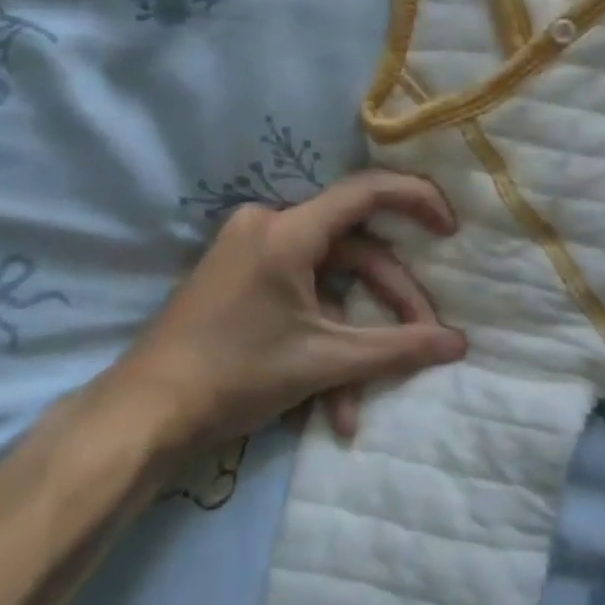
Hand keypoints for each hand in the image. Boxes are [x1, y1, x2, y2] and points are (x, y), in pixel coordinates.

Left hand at [112, 170, 467, 451]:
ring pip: (327, 281)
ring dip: (351, 336)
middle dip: (389, 300)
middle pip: (353, 250)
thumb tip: (459, 345)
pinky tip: (330, 404)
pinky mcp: (241, 274)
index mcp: (288, 230)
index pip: (367, 191)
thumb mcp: (323, 363)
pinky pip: (298, 294)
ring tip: (359, 403)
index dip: (417, 200)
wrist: (145, 413)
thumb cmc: (236, 376)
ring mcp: (251, 248)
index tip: (451, 229)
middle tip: (421, 340)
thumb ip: (397, 348)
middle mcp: (269, 224)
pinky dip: (319, 337)